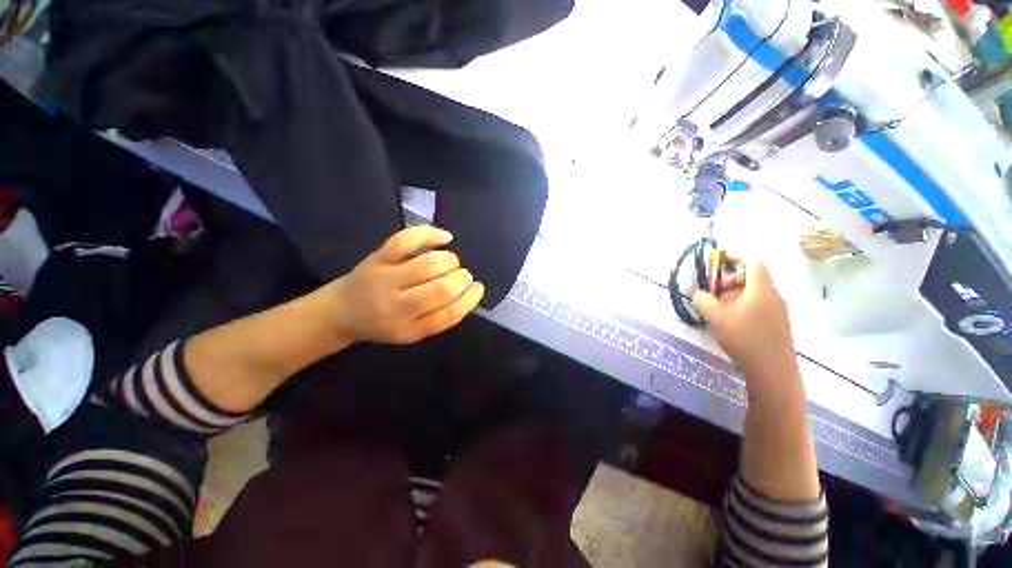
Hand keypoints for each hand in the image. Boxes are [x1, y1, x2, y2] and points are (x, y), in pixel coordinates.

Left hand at [322, 225, 484, 344]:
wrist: (342, 311)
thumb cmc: (384, 323)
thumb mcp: (412, 332)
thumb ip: (440, 317)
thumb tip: (469, 293)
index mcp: (408, 329)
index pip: (448, 315)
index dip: (469, 299)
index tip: (478, 288)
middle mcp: (395, 306)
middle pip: (441, 289)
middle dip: (462, 278)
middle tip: (464, 276)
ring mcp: (385, 278)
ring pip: (429, 264)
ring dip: (450, 261)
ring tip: (452, 263)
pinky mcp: (378, 256)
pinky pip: (407, 240)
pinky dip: (430, 234)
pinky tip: (445, 237)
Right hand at [692, 262, 794, 381]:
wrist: (773, 372)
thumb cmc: (743, 338)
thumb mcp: (715, 317)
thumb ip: (703, 301)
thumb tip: (699, 293)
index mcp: (761, 289)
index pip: (753, 263)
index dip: (736, 258)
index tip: (719, 261)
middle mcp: (773, 296)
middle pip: (754, 278)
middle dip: (731, 280)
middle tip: (715, 291)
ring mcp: (778, 312)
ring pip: (756, 294)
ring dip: (736, 295)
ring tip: (719, 308)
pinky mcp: (777, 325)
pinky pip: (760, 306)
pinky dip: (744, 306)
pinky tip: (731, 322)